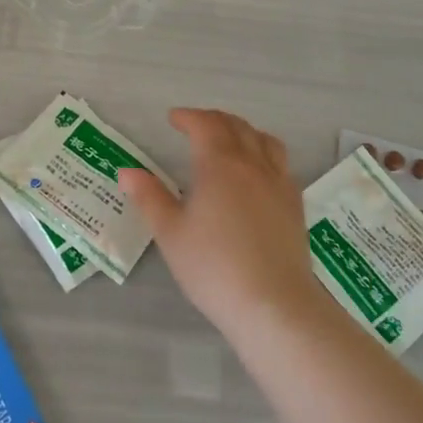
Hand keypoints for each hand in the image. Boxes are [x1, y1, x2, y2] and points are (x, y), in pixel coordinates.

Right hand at [119, 108, 326, 344]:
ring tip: (230, 141)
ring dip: (243, 131)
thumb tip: (127, 171)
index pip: (205, 125)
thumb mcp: (171, 234)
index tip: (173, 119)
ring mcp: (279, 183)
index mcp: (219, 164)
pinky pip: (281, 163)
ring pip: (264, 140)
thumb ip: (149, 198)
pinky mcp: (295, 205)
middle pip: (236, 126)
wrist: (273, 305)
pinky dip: (264, 154)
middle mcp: (252, 163)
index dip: (188, 117)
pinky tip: (257, 174)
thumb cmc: (214, 267)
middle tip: (196, 126)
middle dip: (213, 120)